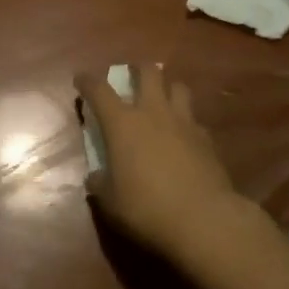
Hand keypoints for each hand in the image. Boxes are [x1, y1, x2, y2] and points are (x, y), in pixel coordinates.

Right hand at [77, 64, 248, 259]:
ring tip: (162, 100)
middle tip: (132, 77)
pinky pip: (194, 119)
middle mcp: (153, 112)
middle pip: (148, 72)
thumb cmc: (147, 208)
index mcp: (122, 123)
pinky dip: (186, 122)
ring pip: (178, 87)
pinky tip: (184, 137)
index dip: (87, 81)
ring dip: (168, 88)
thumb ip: (100, 184)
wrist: (204, 220)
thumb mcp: (111, 202)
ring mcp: (184, 122)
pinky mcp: (206, 138)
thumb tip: (95, 176)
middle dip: (137, 69)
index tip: (81, 79)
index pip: (99, 90)